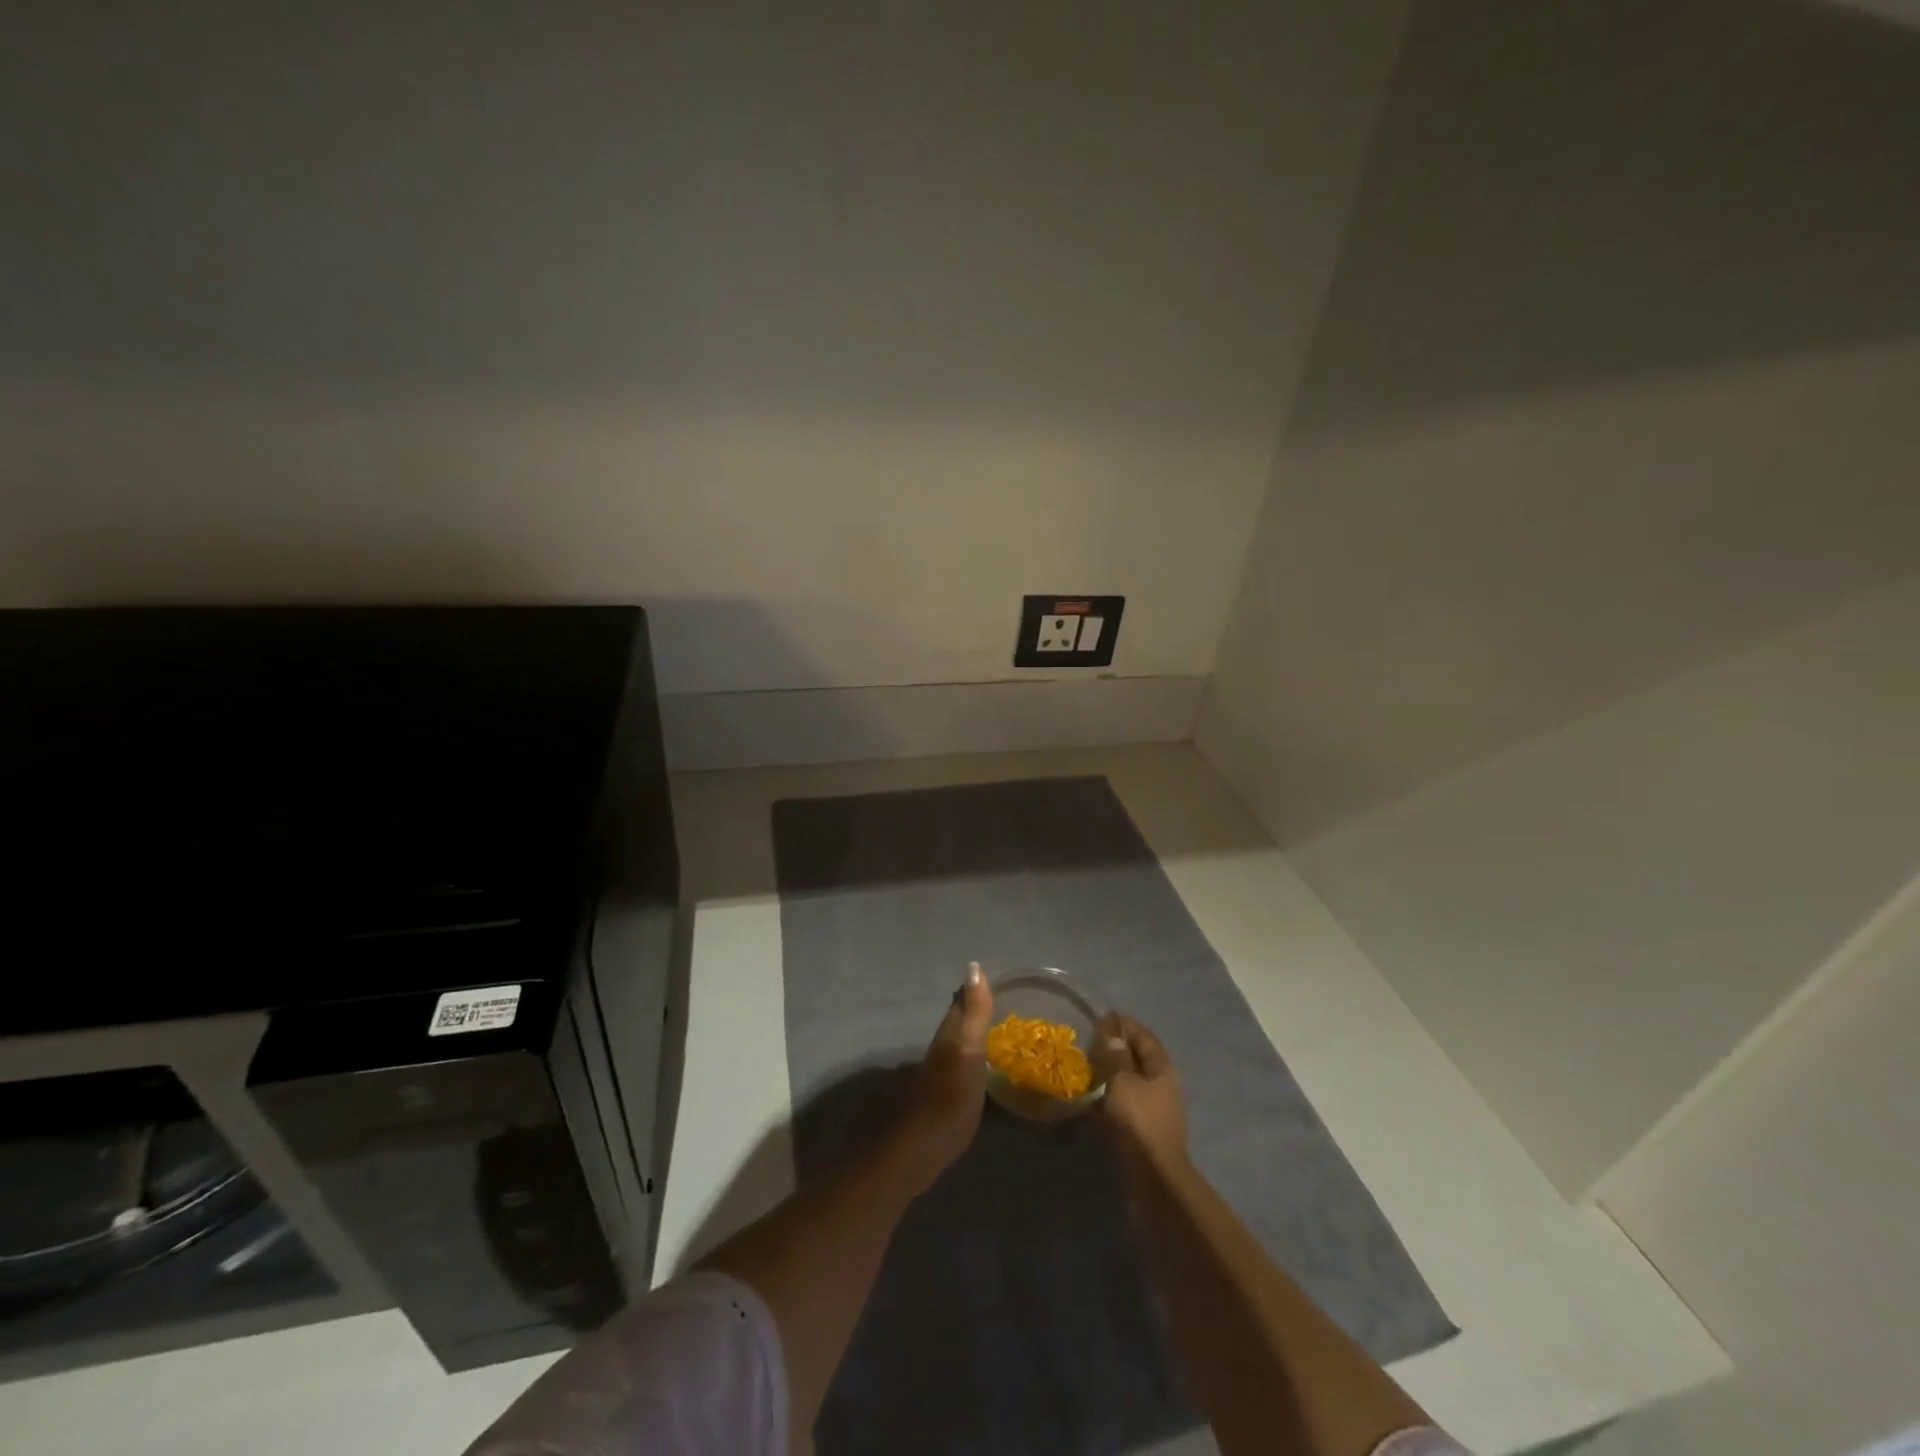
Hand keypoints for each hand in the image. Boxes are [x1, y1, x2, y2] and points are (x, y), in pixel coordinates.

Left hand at [898, 962, 992, 1193]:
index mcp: (947, 1039)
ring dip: (966, 1040)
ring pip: (952, 1050)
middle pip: (953, 1027)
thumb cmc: (948, 1100)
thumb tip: (974, 966)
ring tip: (985, 1037)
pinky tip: (973, 1076)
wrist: (915, 1152)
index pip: (958, 1006)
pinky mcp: (936, 1106)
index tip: (985, 979)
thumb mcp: (968, 1052)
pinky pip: (954, 1074)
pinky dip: (965, 1067)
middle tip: (989, 1005)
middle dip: (968, 1014)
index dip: (971, 992)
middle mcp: (938, 1054)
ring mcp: (934, 1081)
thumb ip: (974, 1013)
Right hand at [1096, 1013, 1188, 1174]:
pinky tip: (1086, 1100)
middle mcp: (1161, 1086)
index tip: (1100, 1016)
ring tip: (1082, 1068)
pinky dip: (1105, 1099)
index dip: (1124, 1024)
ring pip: (1128, 1083)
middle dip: (1114, 1049)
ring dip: (1108, 1075)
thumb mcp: (1122, 1080)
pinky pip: (1121, 1106)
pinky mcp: (1141, 1132)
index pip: (1144, 1036)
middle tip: (1087, 1042)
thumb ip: (1115, 1054)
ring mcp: (1153, 1111)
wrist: (1153, 1179)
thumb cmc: (1139, 1121)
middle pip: (1137, 1059)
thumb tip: (1111, 1029)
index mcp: (1162, 1069)